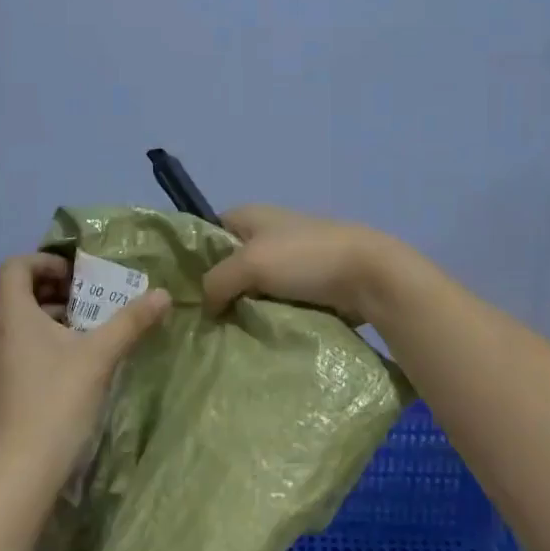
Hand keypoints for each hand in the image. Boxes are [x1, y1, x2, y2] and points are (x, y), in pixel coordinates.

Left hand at [0, 253, 170, 502]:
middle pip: (17, 292)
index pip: (15, 266)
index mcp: (10, 315)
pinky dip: (44, 340)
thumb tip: (163, 294)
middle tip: (92, 297)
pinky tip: (76, 361)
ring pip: (20, 321)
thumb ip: (131, 321)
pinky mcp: (0, 386)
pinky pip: (19, 345)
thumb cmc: (56, 401)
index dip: (45, 261)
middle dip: (56, 288)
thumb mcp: (100, 356)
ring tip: (90, 327)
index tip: (78, 275)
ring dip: (53, 315)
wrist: (20, 473)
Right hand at [201, 205, 398, 325]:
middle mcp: (267, 232)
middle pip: (230, 262)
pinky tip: (253, 336)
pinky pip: (276, 301)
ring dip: (243, 306)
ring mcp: (290, 259)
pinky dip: (267, 315)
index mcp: (251, 214)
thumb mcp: (250, 264)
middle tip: (199, 321)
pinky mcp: (308, 284)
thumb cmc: (305, 258)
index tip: (180, 291)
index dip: (194, 257)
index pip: (208, 231)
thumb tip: (206, 304)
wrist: (369, 275)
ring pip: (253, 285)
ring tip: (223, 334)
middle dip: (218, 288)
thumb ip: (217, 280)